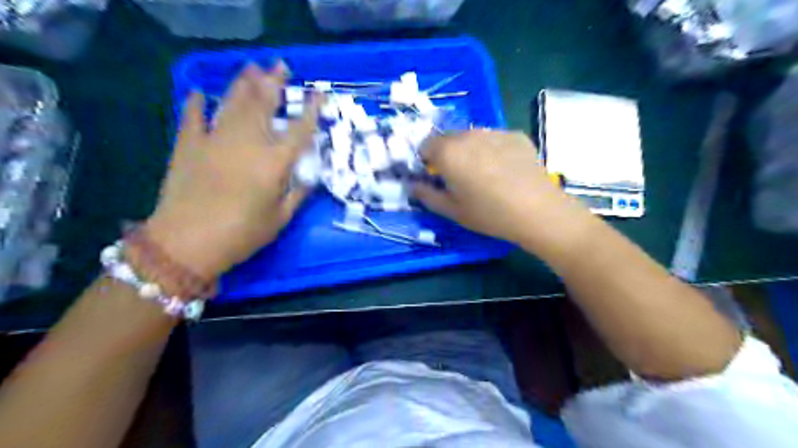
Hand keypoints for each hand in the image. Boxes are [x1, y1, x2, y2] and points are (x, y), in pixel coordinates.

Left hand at [145, 64, 319, 279]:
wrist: (187, 242)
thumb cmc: (241, 234)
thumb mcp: (279, 219)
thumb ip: (297, 195)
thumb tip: (309, 179)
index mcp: (274, 162)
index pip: (299, 130)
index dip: (310, 110)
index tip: (318, 94)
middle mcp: (248, 143)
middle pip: (263, 105)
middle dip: (273, 82)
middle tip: (280, 65)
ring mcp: (215, 140)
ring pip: (233, 103)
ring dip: (243, 84)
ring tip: (251, 68)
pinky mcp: (188, 145)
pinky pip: (193, 117)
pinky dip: (197, 104)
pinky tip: (201, 93)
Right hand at [411, 130, 591, 245]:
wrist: (538, 210)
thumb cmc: (489, 214)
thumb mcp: (452, 211)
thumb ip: (426, 196)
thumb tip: (413, 185)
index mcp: (448, 152)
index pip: (425, 145)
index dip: (427, 161)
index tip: (437, 177)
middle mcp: (468, 135)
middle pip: (448, 138)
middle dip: (448, 154)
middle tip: (460, 177)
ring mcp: (494, 132)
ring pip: (471, 137)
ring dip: (470, 150)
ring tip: (485, 173)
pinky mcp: (515, 135)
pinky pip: (494, 139)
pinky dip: (492, 149)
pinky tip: (505, 169)